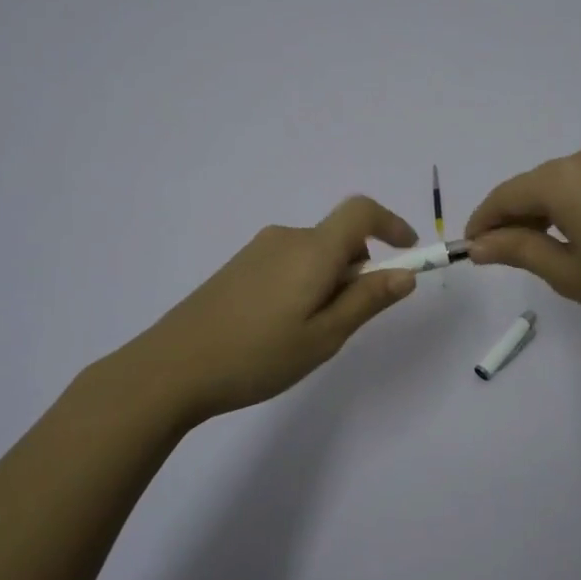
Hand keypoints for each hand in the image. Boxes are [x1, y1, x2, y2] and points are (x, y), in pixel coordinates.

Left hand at [130, 196, 419, 423]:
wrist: (171, 368)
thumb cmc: (258, 355)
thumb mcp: (324, 336)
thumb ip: (367, 301)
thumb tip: (405, 274)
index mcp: (312, 250)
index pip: (361, 211)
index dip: (391, 223)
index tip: (408, 251)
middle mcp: (286, 238)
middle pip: (338, 238)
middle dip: (358, 269)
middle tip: (347, 321)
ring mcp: (257, 251)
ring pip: (313, 254)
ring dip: (328, 280)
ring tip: (309, 334)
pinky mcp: (237, 267)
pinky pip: (288, 264)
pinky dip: (303, 283)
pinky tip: (280, 328)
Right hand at [465, 139, 580, 347]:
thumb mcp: (568, 273)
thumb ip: (518, 250)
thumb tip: (477, 245)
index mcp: (564, 179)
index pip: (507, 195)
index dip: (484, 221)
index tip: (470, 248)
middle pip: (535, 184)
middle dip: (514, 215)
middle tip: (501, 253)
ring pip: (564, 180)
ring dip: (545, 208)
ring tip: (540, 246)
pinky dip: (575, 201)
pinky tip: (579, 231)